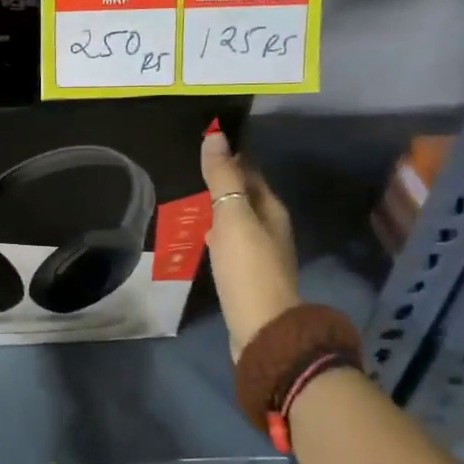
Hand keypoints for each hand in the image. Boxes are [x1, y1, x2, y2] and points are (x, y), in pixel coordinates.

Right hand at [202, 130, 301, 359]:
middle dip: (223, 182)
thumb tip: (215, 135)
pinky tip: (203, 236)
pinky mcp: (248, 276)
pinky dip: (218, 233)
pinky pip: (232, 243)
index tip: (204, 143)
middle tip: (191, 169)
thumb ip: (222, 178)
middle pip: (246, 196)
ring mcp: (262, 254)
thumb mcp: (232, 217)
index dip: (230, 157)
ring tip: (191, 199)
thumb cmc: (247, 268)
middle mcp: (272, 228)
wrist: (261, 328)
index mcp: (271, 209)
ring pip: (239, 220)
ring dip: (219, 208)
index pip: (250, 172)